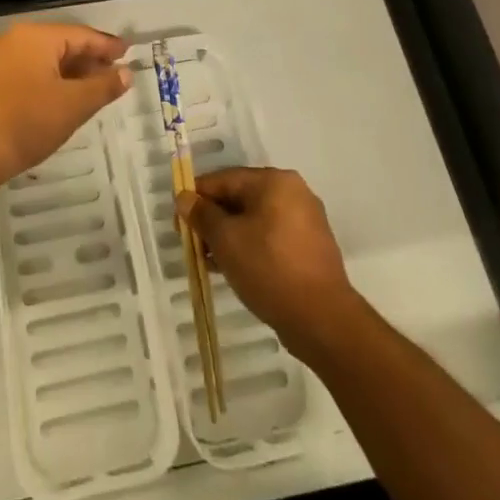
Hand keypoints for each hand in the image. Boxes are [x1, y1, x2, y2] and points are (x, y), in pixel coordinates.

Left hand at [0, 23, 130, 188]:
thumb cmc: (27, 121)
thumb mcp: (74, 105)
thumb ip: (104, 86)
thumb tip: (126, 73)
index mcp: (36, 36)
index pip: (81, 35)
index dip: (107, 46)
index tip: (128, 53)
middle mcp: (13, 39)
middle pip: (61, 44)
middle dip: (88, 60)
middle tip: (114, 74)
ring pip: (43, 60)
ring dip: (69, 73)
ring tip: (92, 89)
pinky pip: (27, 72)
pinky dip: (48, 81)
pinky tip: (61, 99)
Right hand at [179, 167, 353, 349]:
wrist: (322, 319)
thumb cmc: (268, 268)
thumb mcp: (225, 239)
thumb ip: (202, 214)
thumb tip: (184, 197)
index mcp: (274, 181)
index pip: (223, 179)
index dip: (195, 198)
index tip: (177, 222)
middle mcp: (293, 192)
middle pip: (239, 198)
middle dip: (213, 220)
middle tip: (192, 244)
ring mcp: (305, 220)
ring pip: (255, 219)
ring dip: (229, 236)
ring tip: (209, 261)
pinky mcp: (310, 247)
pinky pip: (271, 237)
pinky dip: (250, 246)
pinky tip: (233, 269)